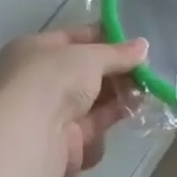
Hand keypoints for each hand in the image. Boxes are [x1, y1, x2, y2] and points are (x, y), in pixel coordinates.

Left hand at [0, 25, 148, 176]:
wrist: (36, 132)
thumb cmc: (55, 79)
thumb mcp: (90, 56)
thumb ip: (118, 53)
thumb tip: (143, 46)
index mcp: (33, 50)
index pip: (72, 38)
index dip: (102, 38)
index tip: (131, 43)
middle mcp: (38, 79)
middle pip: (84, 71)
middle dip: (114, 69)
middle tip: (143, 68)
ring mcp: (50, 110)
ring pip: (90, 98)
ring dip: (117, 92)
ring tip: (144, 87)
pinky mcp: (64, 138)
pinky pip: (93, 121)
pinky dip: (112, 113)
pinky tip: (134, 106)